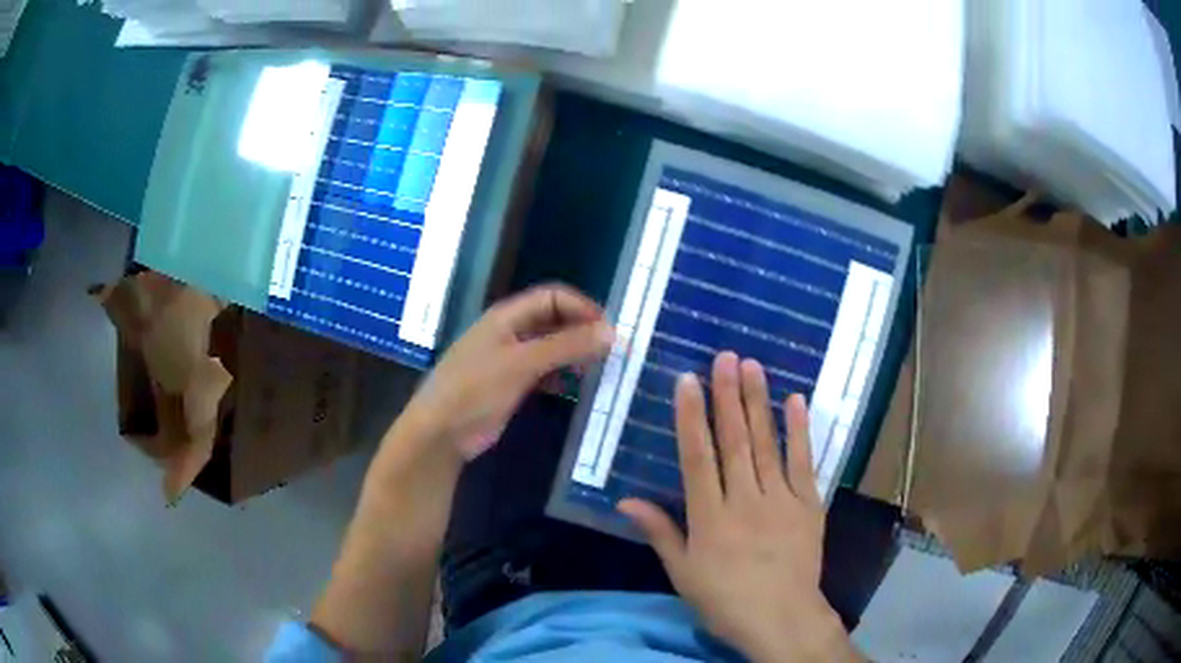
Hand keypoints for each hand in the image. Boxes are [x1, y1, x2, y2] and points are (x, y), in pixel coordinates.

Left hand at [402, 283, 613, 459]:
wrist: (439, 433)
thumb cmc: (475, 390)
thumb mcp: (522, 364)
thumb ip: (566, 346)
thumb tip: (611, 332)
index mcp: (507, 317)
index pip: (553, 297)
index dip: (582, 308)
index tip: (609, 330)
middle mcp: (509, 332)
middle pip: (553, 320)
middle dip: (581, 330)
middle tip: (609, 351)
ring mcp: (509, 359)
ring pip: (550, 347)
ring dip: (573, 354)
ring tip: (597, 369)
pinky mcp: (510, 385)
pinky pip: (543, 371)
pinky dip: (560, 375)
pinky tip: (574, 388)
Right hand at [619, 352, 858, 662]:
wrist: (782, 617)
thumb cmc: (725, 599)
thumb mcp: (682, 573)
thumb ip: (659, 532)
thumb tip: (625, 499)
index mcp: (710, 518)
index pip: (697, 458)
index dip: (691, 417)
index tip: (688, 380)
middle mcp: (745, 501)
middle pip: (735, 442)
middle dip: (728, 396)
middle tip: (725, 356)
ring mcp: (781, 500)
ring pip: (767, 444)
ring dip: (759, 403)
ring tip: (753, 366)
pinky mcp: (809, 504)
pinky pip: (804, 462)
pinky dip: (800, 431)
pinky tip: (796, 401)